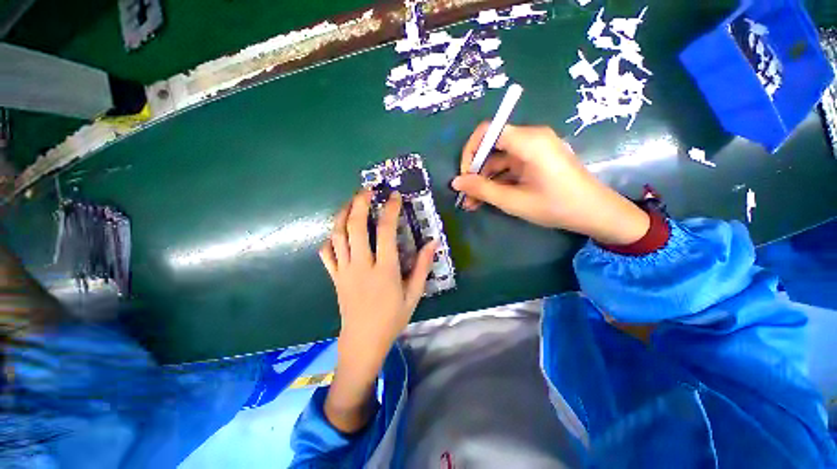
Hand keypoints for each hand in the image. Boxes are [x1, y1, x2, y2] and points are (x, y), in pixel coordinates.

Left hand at [319, 190, 437, 432]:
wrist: (363, 341)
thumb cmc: (392, 318)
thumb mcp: (413, 294)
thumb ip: (422, 267)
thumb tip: (433, 243)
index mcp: (384, 270)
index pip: (386, 231)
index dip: (390, 210)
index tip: (394, 196)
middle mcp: (361, 265)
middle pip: (356, 227)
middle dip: (360, 203)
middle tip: (366, 190)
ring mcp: (344, 270)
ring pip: (337, 236)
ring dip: (343, 215)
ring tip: (351, 203)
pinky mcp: (334, 277)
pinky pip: (326, 254)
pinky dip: (330, 239)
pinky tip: (337, 233)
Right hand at [452, 123, 649, 245]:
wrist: (595, 214)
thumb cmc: (555, 206)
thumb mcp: (513, 200)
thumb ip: (482, 189)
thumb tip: (456, 182)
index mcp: (529, 141)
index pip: (488, 131)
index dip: (471, 152)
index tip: (465, 176)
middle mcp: (531, 139)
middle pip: (492, 148)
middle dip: (476, 173)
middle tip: (466, 196)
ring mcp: (534, 150)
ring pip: (498, 161)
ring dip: (484, 181)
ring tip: (472, 204)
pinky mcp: (535, 161)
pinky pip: (509, 168)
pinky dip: (497, 182)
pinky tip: (487, 200)